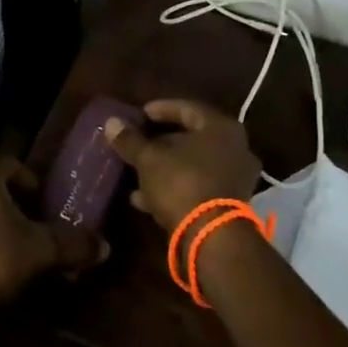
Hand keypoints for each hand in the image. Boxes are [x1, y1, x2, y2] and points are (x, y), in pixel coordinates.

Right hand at [104, 99, 262, 229]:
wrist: (212, 237)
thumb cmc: (182, 183)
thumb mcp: (149, 159)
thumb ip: (130, 139)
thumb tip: (111, 122)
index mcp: (221, 128)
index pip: (188, 108)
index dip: (161, 109)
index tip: (140, 114)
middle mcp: (236, 149)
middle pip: (192, 138)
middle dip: (162, 142)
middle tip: (139, 143)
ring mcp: (236, 178)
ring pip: (194, 165)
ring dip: (165, 168)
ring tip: (136, 173)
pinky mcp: (230, 205)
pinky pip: (197, 187)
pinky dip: (174, 188)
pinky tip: (144, 198)